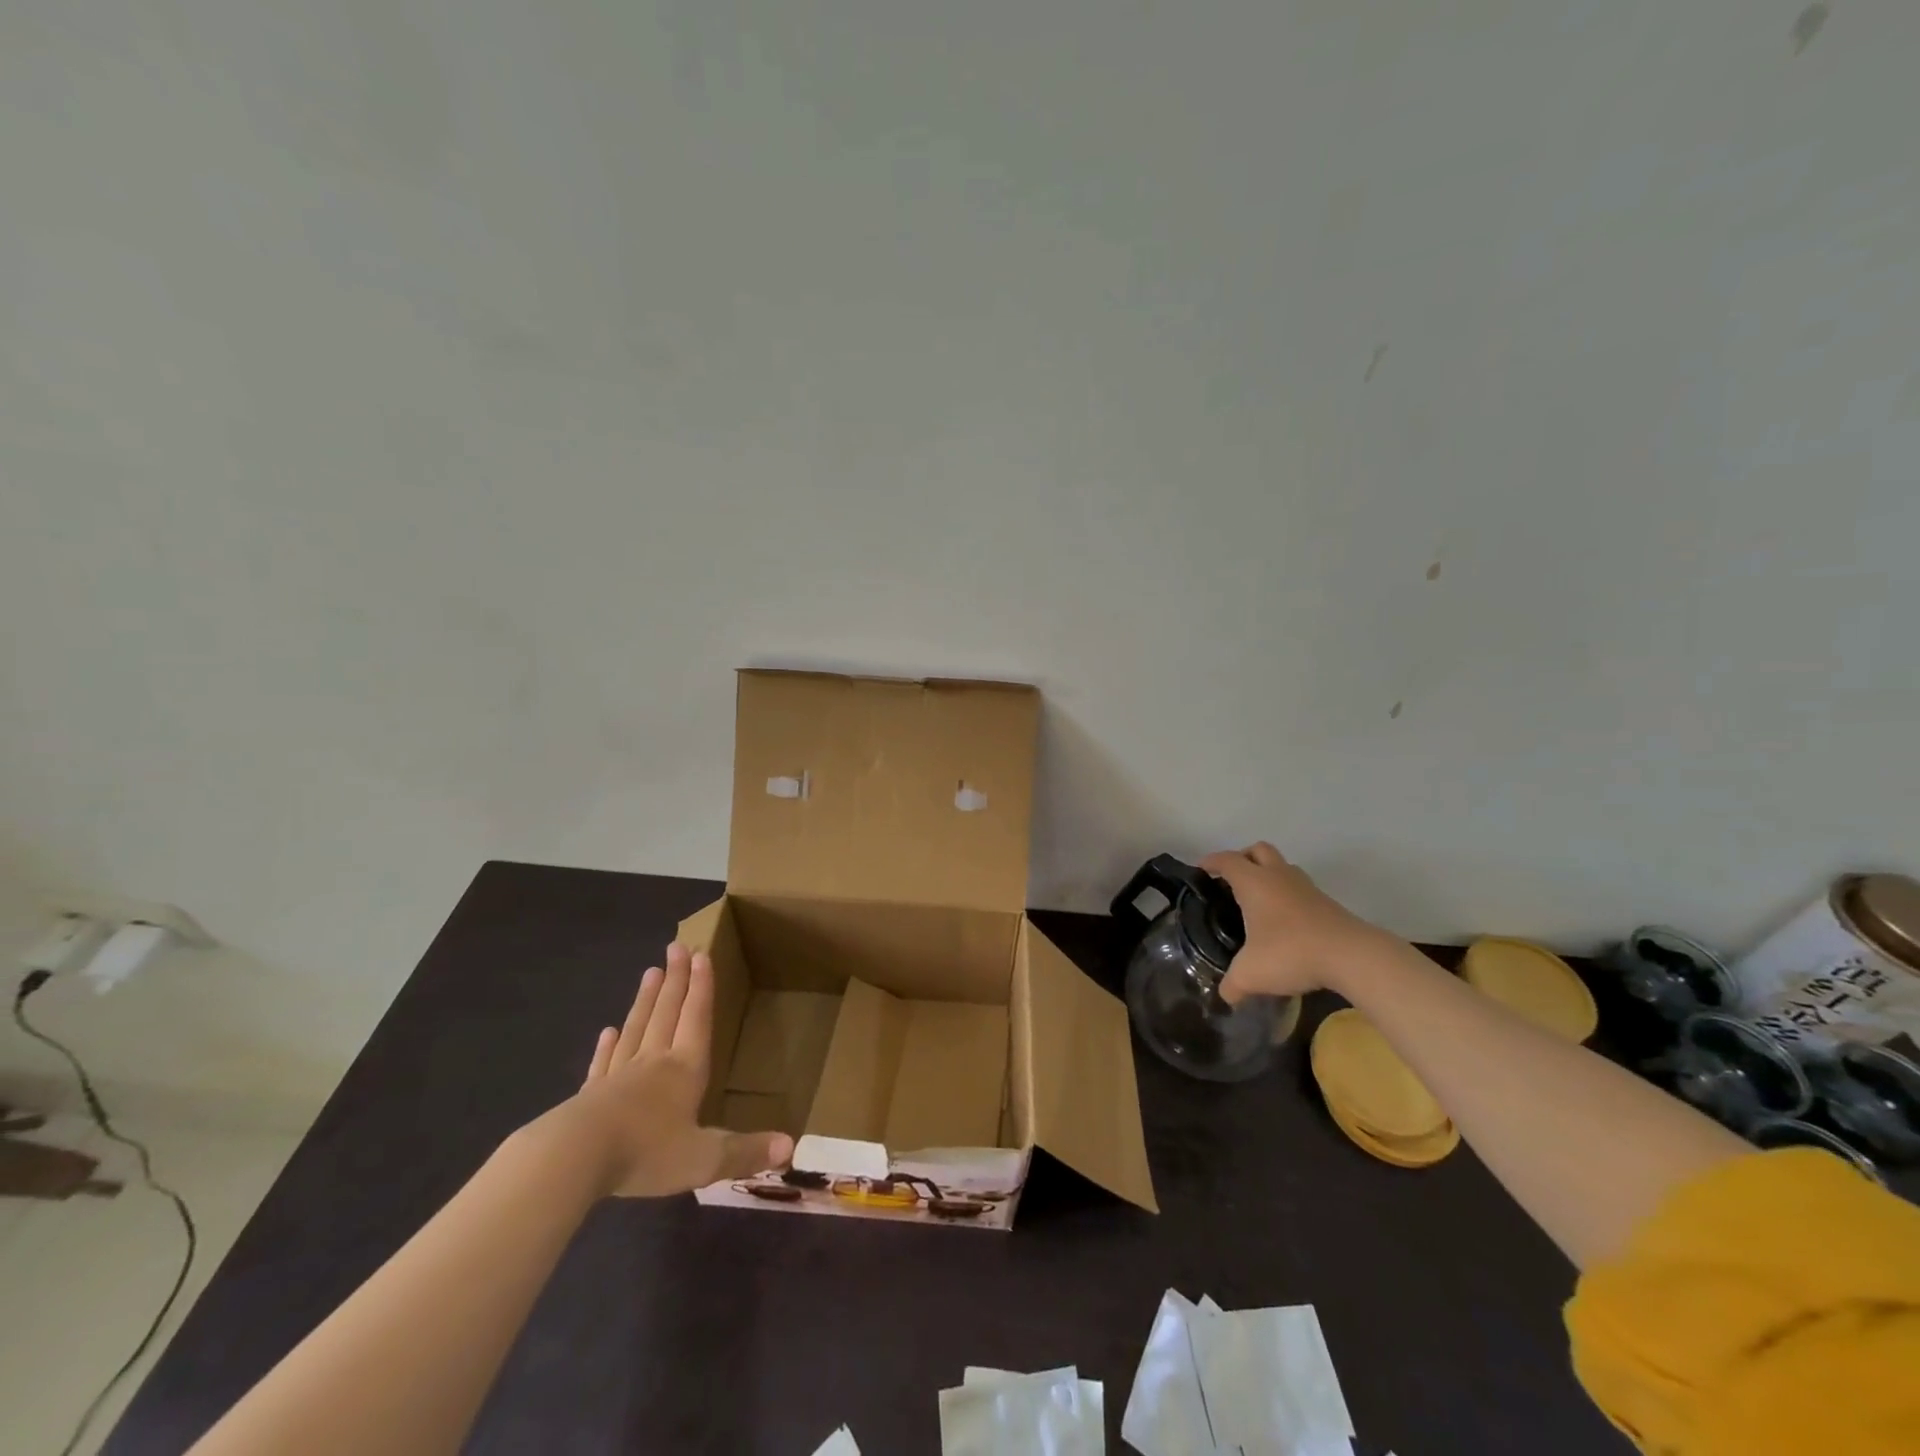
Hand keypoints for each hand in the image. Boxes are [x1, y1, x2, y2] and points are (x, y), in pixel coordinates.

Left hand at [560, 943, 791, 1198]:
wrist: (574, 1160)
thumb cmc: (646, 1152)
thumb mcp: (703, 1159)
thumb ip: (745, 1152)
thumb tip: (791, 1147)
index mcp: (684, 1070)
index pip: (696, 1019)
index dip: (702, 988)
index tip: (701, 954)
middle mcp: (653, 1063)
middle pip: (666, 1013)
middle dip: (675, 980)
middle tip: (676, 946)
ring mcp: (618, 1077)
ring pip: (636, 1029)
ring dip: (645, 1000)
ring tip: (650, 972)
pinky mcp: (589, 1096)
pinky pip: (602, 1063)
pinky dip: (607, 1046)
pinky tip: (608, 1031)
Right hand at [1200, 843, 1390, 1003]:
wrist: (1352, 955)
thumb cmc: (1291, 952)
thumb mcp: (1251, 974)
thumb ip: (1233, 985)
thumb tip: (1225, 996)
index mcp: (1253, 882)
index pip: (1226, 860)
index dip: (1211, 862)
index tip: (1201, 870)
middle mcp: (1278, 876)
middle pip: (1258, 850)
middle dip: (1243, 858)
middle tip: (1231, 879)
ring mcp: (1306, 887)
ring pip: (1282, 867)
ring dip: (1268, 875)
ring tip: (1258, 900)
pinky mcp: (1326, 902)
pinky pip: (1299, 888)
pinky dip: (1287, 895)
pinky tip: (1284, 921)